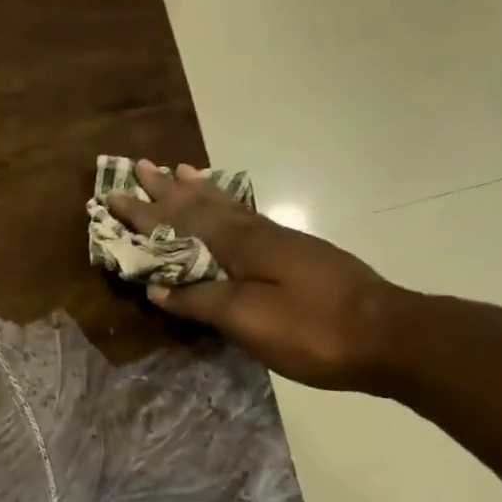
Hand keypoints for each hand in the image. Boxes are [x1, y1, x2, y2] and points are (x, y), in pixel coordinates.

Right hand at [110, 161, 408, 391]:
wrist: (387, 335)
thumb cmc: (312, 331)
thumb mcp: (248, 320)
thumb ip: (201, 301)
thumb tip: (158, 287)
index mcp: (242, 246)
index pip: (182, 223)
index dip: (147, 213)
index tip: (115, 194)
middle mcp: (259, 233)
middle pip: (205, 205)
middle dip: (169, 190)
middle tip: (143, 166)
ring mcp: (282, 242)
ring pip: (229, 208)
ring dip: (200, 191)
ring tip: (180, 172)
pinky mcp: (298, 256)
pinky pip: (248, 220)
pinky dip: (228, 208)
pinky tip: (230, 212)